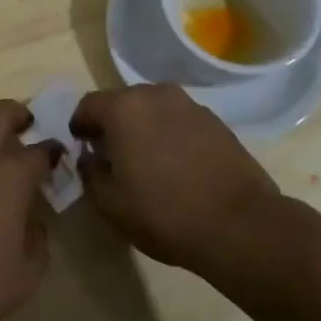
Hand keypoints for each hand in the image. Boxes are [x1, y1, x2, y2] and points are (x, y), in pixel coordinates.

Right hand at [71, 85, 283, 273]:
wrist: (240, 225)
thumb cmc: (164, 213)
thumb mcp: (110, 203)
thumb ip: (89, 173)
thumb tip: (90, 158)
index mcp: (123, 108)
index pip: (88, 105)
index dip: (79, 126)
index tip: (81, 148)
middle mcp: (154, 95)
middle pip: (121, 102)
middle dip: (112, 124)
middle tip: (112, 156)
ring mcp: (189, 105)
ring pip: (153, 110)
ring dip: (143, 128)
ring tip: (146, 161)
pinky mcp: (216, 121)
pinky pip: (179, 121)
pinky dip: (171, 135)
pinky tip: (177, 166)